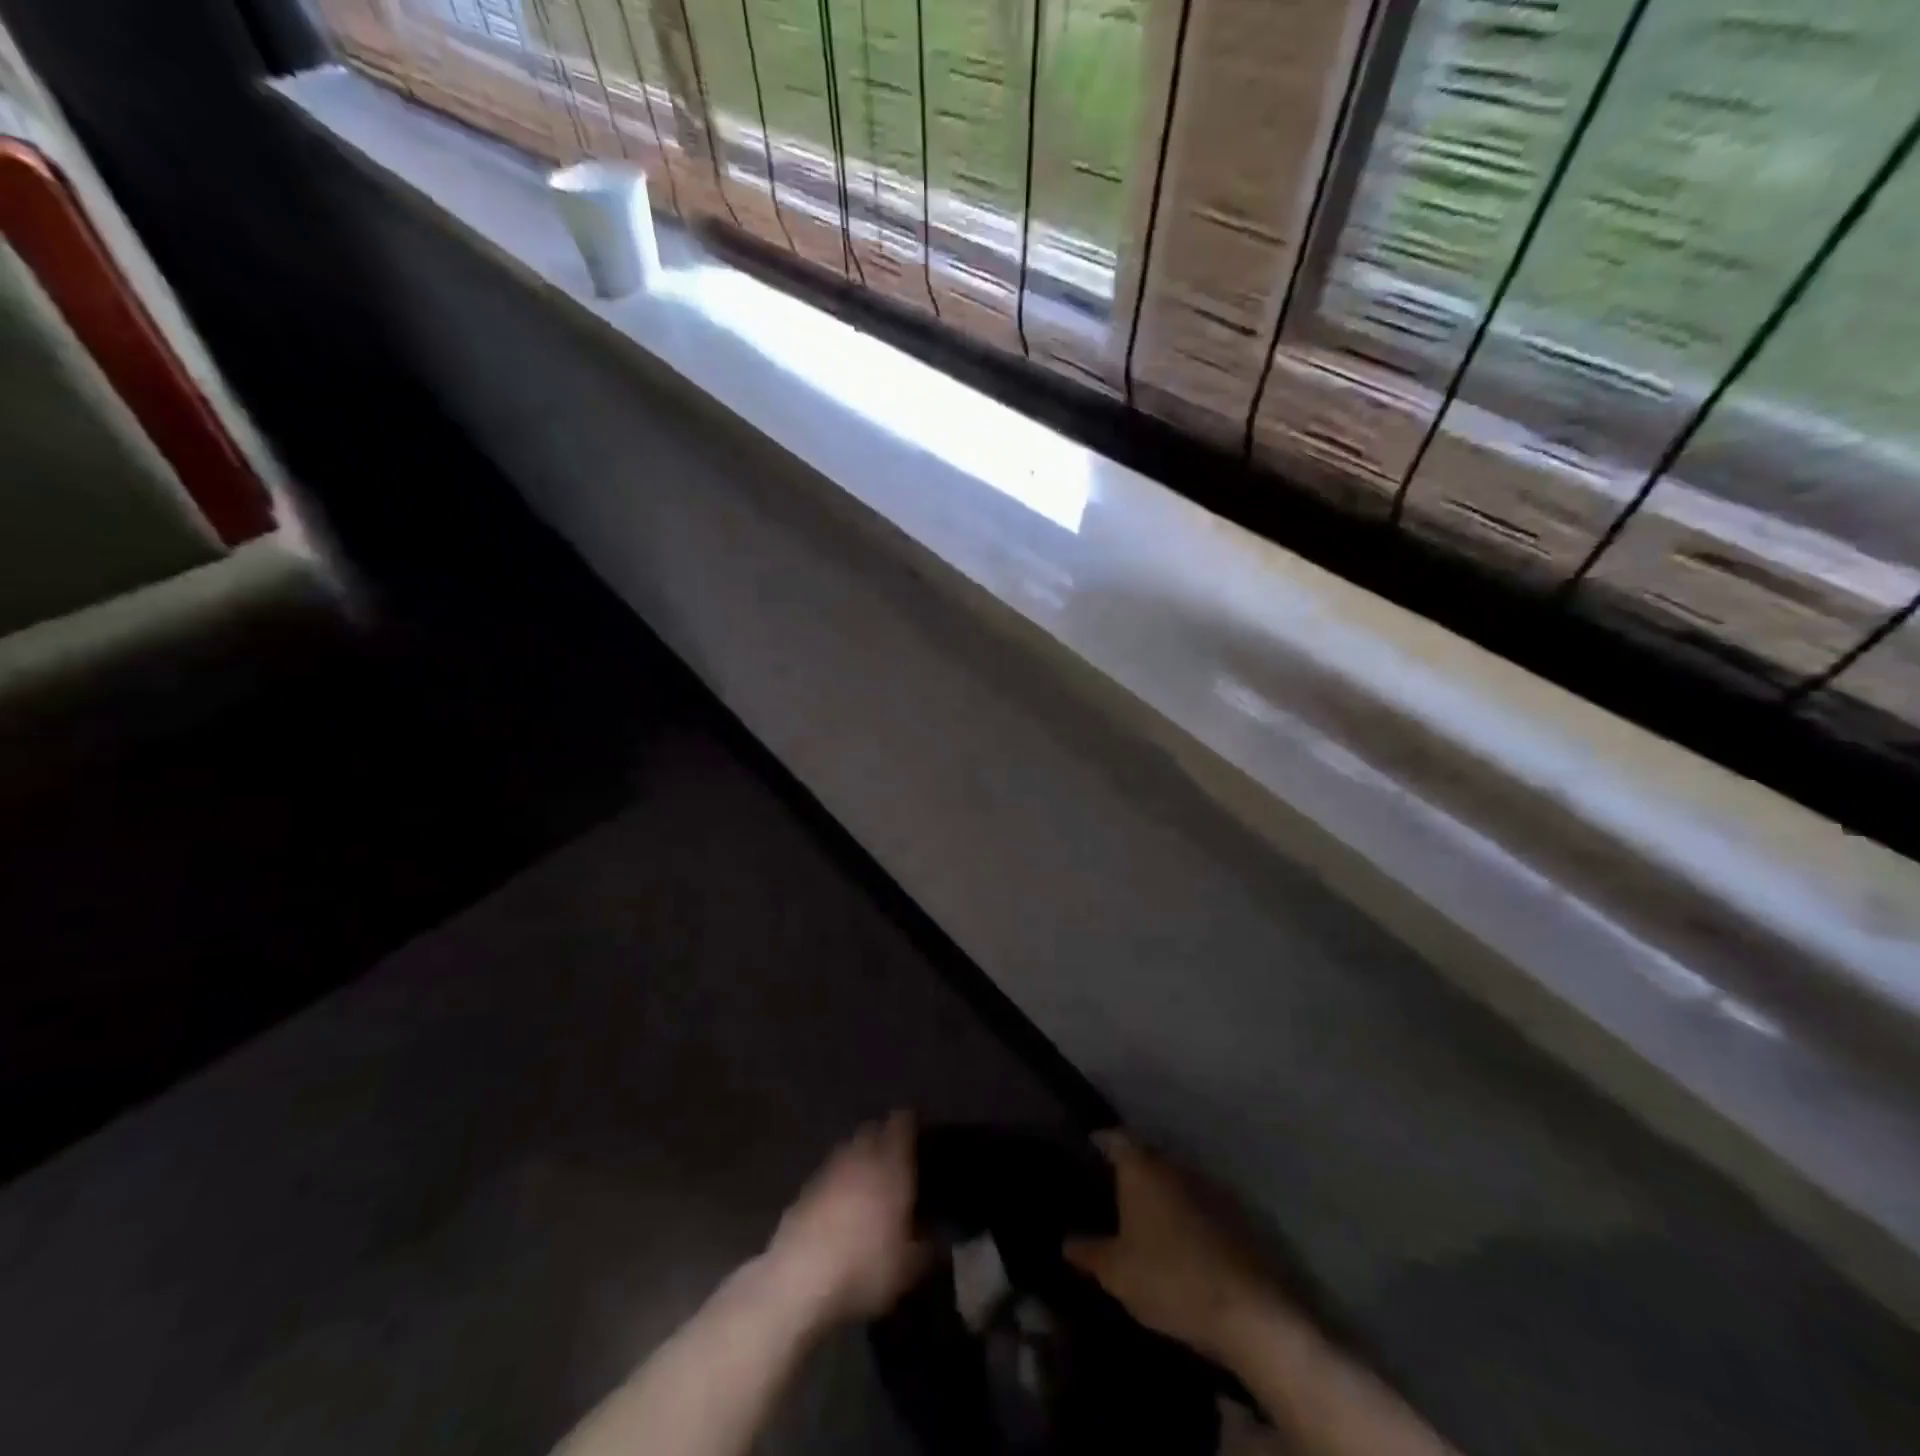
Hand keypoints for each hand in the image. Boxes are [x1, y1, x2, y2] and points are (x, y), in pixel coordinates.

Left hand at [762, 1112, 926, 1327]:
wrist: (798, 1281)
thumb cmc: (865, 1266)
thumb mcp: (909, 1268)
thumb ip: (931, 1250)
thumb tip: (943, 1244)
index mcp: (890, 1164)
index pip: (902, 1122)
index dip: (912, 1121)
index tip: (921, 1129)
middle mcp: (860, 1156)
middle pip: (873, 1129)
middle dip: (885, 1137)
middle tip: (897, 1157)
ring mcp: (828, 1170)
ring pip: (848, 1149)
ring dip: (859, 1158)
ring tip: (869, 1182)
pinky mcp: (804, 1191)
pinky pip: (828, 1175)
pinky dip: (838, 1182)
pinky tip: (841, 1208)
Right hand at [1065, 1132, 1284, 1362]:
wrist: (1249, 1310)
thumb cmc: (1169, 1279)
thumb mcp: (1116, 1273)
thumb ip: (1089, 1253)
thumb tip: (1066, 1242)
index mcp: (1141, 1167)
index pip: (1114, 1138)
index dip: (1098, 1143)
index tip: (1086, 1154)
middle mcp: (1174, 1165)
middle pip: (1146, 1157)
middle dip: (1129, 1172)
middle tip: (1110, 1193)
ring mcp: (1210, 1187)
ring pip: (1174, 1181)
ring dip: (1160, 1195)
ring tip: (1143, 1220)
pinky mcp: (1236, 1216)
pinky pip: (1199, 1205)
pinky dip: (1185, 1215)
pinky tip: (1179, 1241)